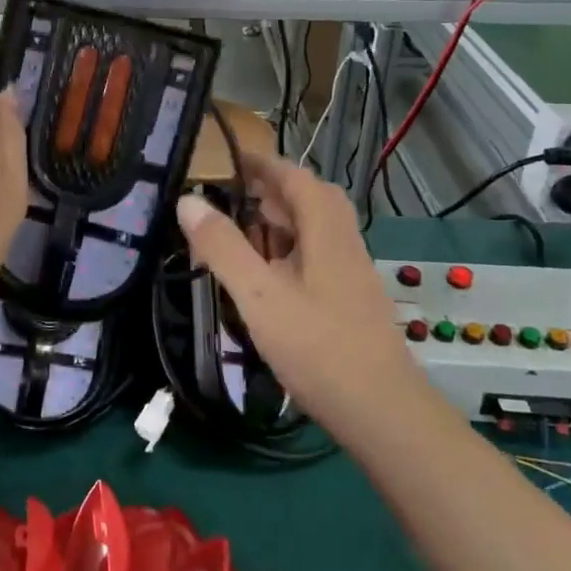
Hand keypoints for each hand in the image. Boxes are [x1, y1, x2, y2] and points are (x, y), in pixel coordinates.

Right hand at [176, 150, 415, 434]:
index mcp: (326, 232)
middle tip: (233, 197)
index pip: (296, 178)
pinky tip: (268, 279)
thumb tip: (188, 200)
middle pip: (310, 201)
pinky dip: (289, 253)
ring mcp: (352, 275)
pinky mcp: (351, 302)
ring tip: (242, 233)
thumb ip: (223, 247)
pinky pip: (317, 258)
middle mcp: (344, 244)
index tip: (230, 157)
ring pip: (315, 232)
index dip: (264, 164)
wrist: (382, 413)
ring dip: (281, 223)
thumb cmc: (318, 347)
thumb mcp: (259, 295)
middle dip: (272, 192)